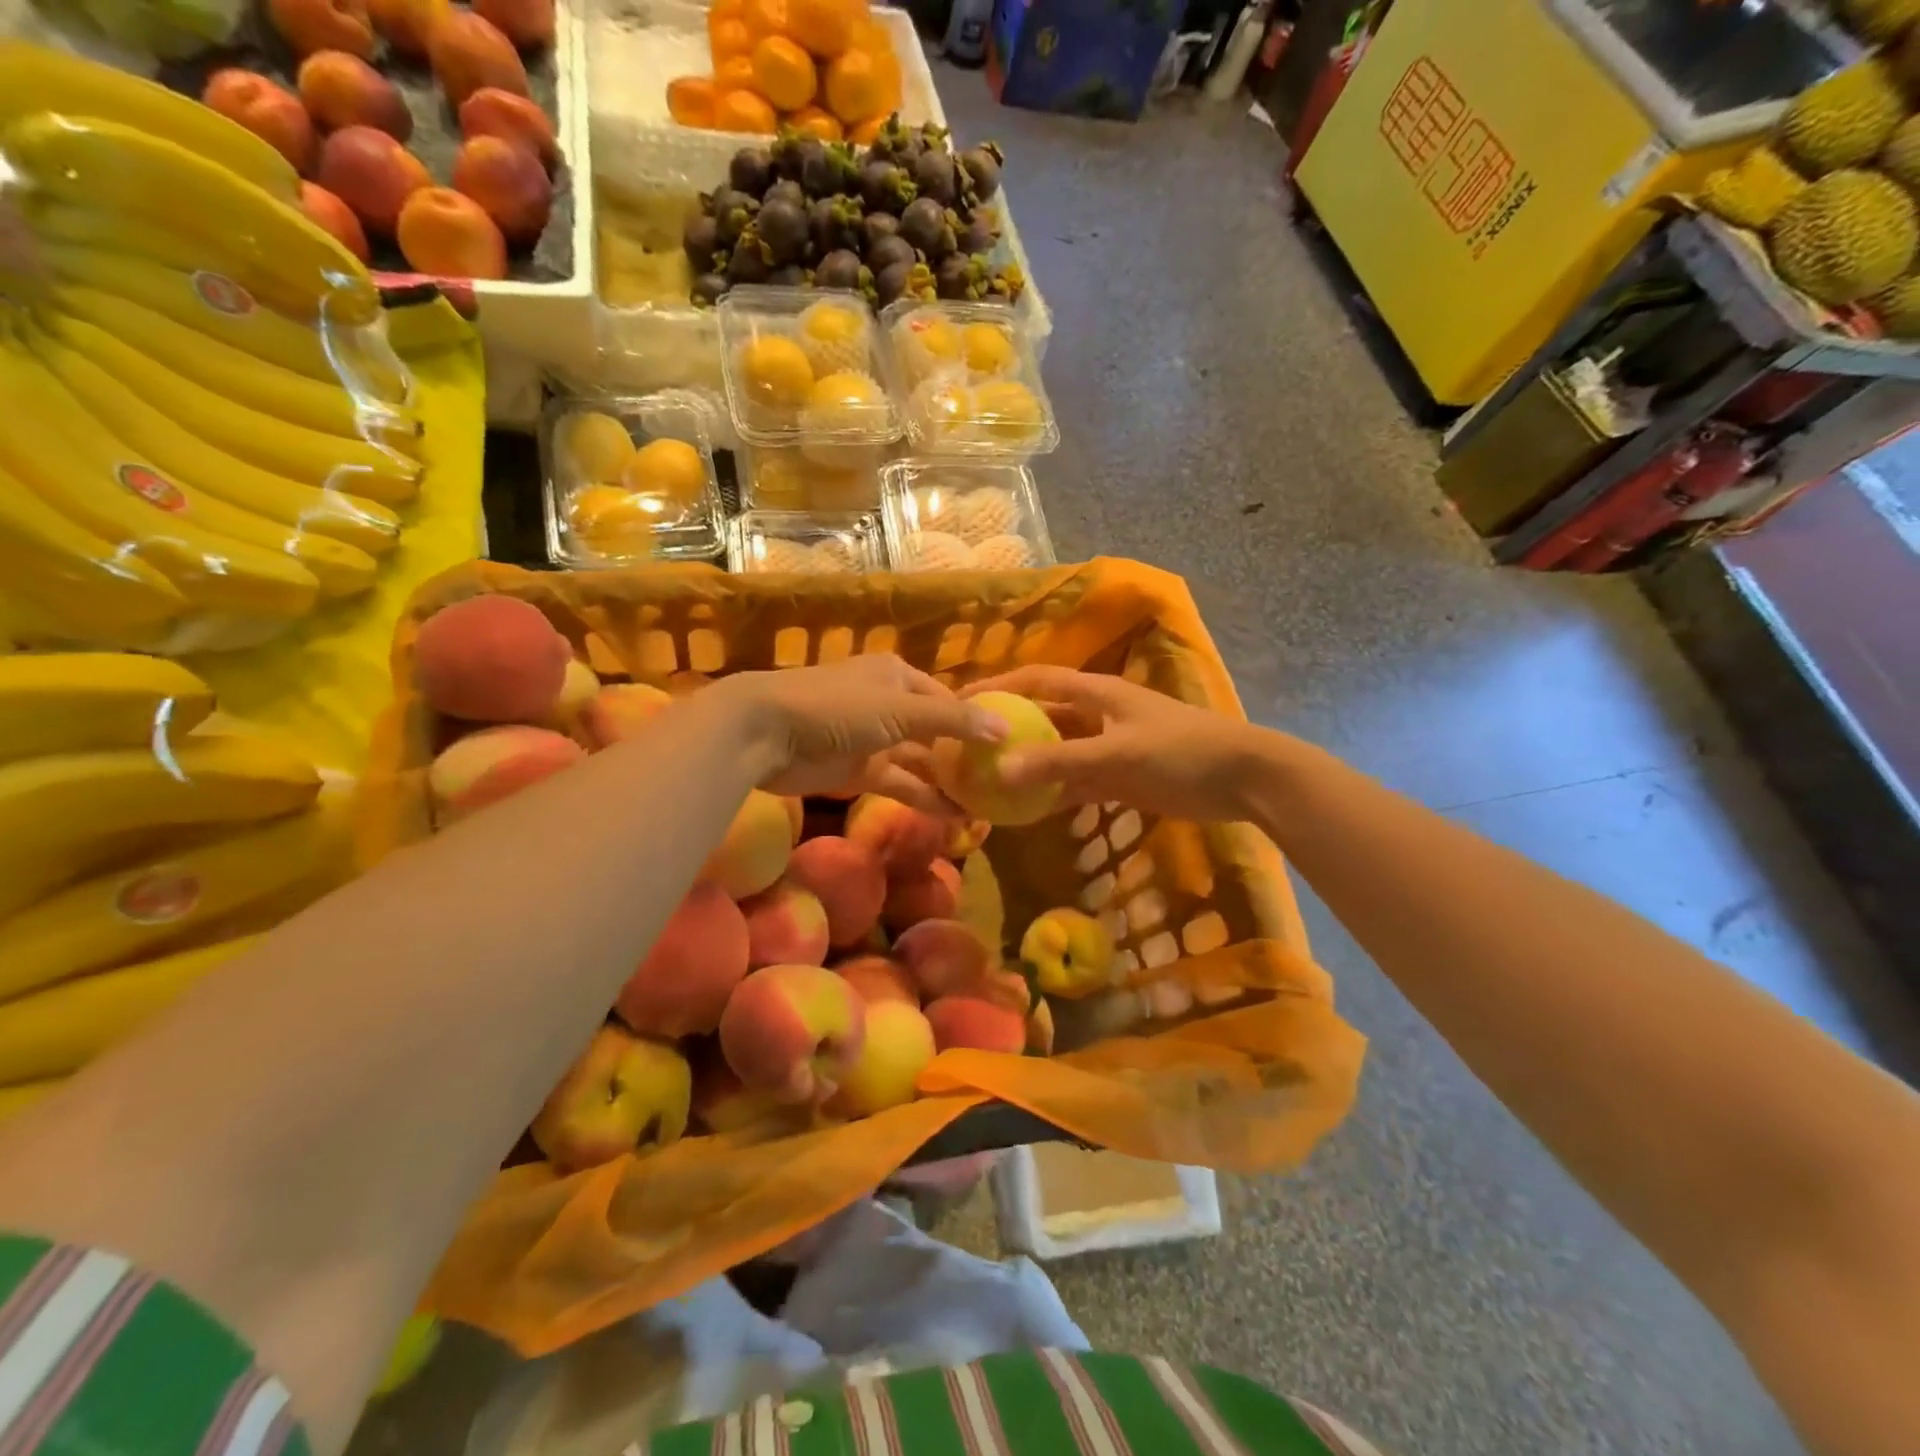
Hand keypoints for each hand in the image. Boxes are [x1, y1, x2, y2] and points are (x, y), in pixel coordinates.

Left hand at [714, 655, 1003, 814]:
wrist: (764, 733)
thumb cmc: (835, 708)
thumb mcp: (900, 710)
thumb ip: (953, 721)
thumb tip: (1005, 729)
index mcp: (899, 677)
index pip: (948, 699)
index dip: (977, 722)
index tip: (1008, 748)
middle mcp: (889, 704)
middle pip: (936, 732)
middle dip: (964, 757)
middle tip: (1000, 784)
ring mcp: (873, 739)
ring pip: (920, 762)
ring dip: (948, 782)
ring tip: (985, 806)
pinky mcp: (858, 770)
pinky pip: (900, 784)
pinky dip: (923, 798)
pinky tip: (953, 816)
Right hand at [964, 665, 1266, 821]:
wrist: (1245, 779)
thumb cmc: (1182, 751)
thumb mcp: (1118, 753)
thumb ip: (1059, 761)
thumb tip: (999, 770)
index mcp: (1097, 693)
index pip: (1036, 680)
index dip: (999, 685)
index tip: (961, 699)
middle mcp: (1097, 715)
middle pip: (1042, 716)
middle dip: (1007, 728)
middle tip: (967, 747)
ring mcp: (1109, 747)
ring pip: (1057, 752)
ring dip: (1027, 764)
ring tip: (987, 779)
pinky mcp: (1121, 778)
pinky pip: (1077, 782)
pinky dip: (1053, 792)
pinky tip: (1026, 809)